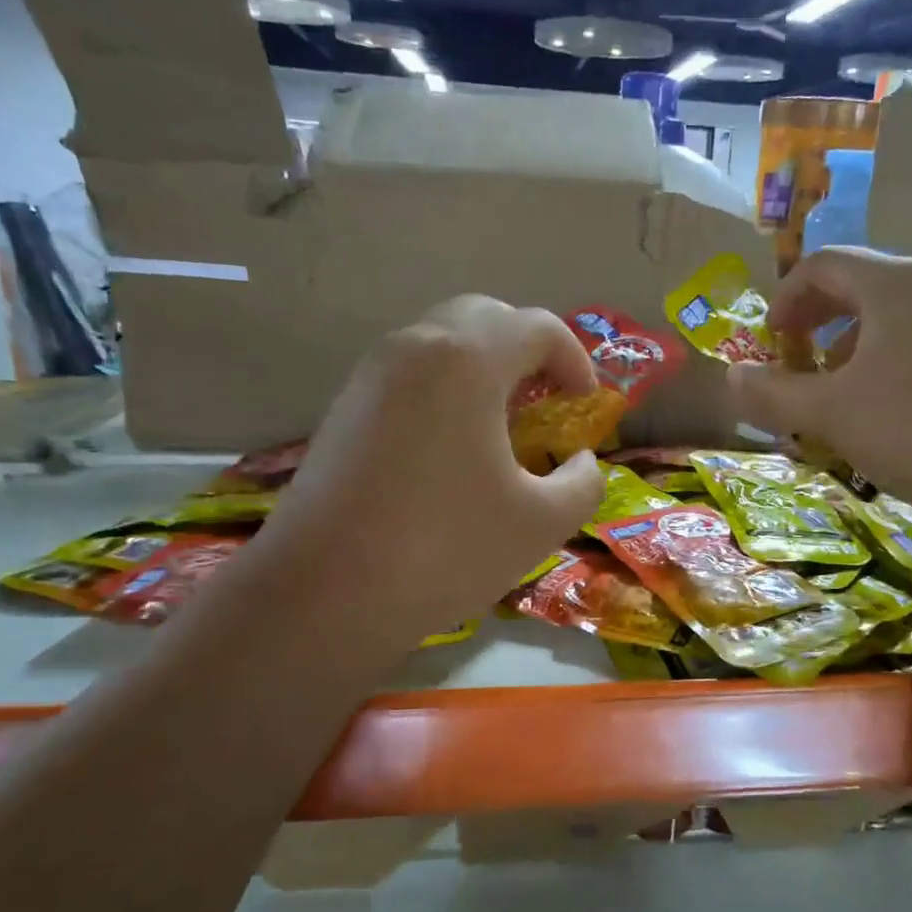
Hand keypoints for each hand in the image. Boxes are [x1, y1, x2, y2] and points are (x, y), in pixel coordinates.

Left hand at [245, 296, 604, 648]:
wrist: (325, 593)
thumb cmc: (446, 549)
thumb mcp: (543, 522)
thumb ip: (583, 481)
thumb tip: (578, 461)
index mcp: (467, 361)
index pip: (538, 327)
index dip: (576, 360)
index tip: (586, 406)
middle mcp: (414, 347)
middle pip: (484, 317)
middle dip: (527, 351)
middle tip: (546, 402)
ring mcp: (370, 376)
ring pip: (441, 344)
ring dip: (483, 370)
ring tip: (502, 428)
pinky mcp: (343, 409)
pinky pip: (409, 377)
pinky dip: (445, 393)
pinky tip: (451, 453)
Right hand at [729, 247, 911, 518]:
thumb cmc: (911, 431)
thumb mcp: (826, 413)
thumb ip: (770, 393)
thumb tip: (731, 378)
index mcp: (897, 283)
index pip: (826, 263)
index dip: (786, 297)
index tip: (768, 340)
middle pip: (862, 284)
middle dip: (817, 321)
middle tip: (795, 362)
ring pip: (893, 317)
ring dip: (850, 347)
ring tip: (835, 393)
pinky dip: (886, 363)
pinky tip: (882, 410)